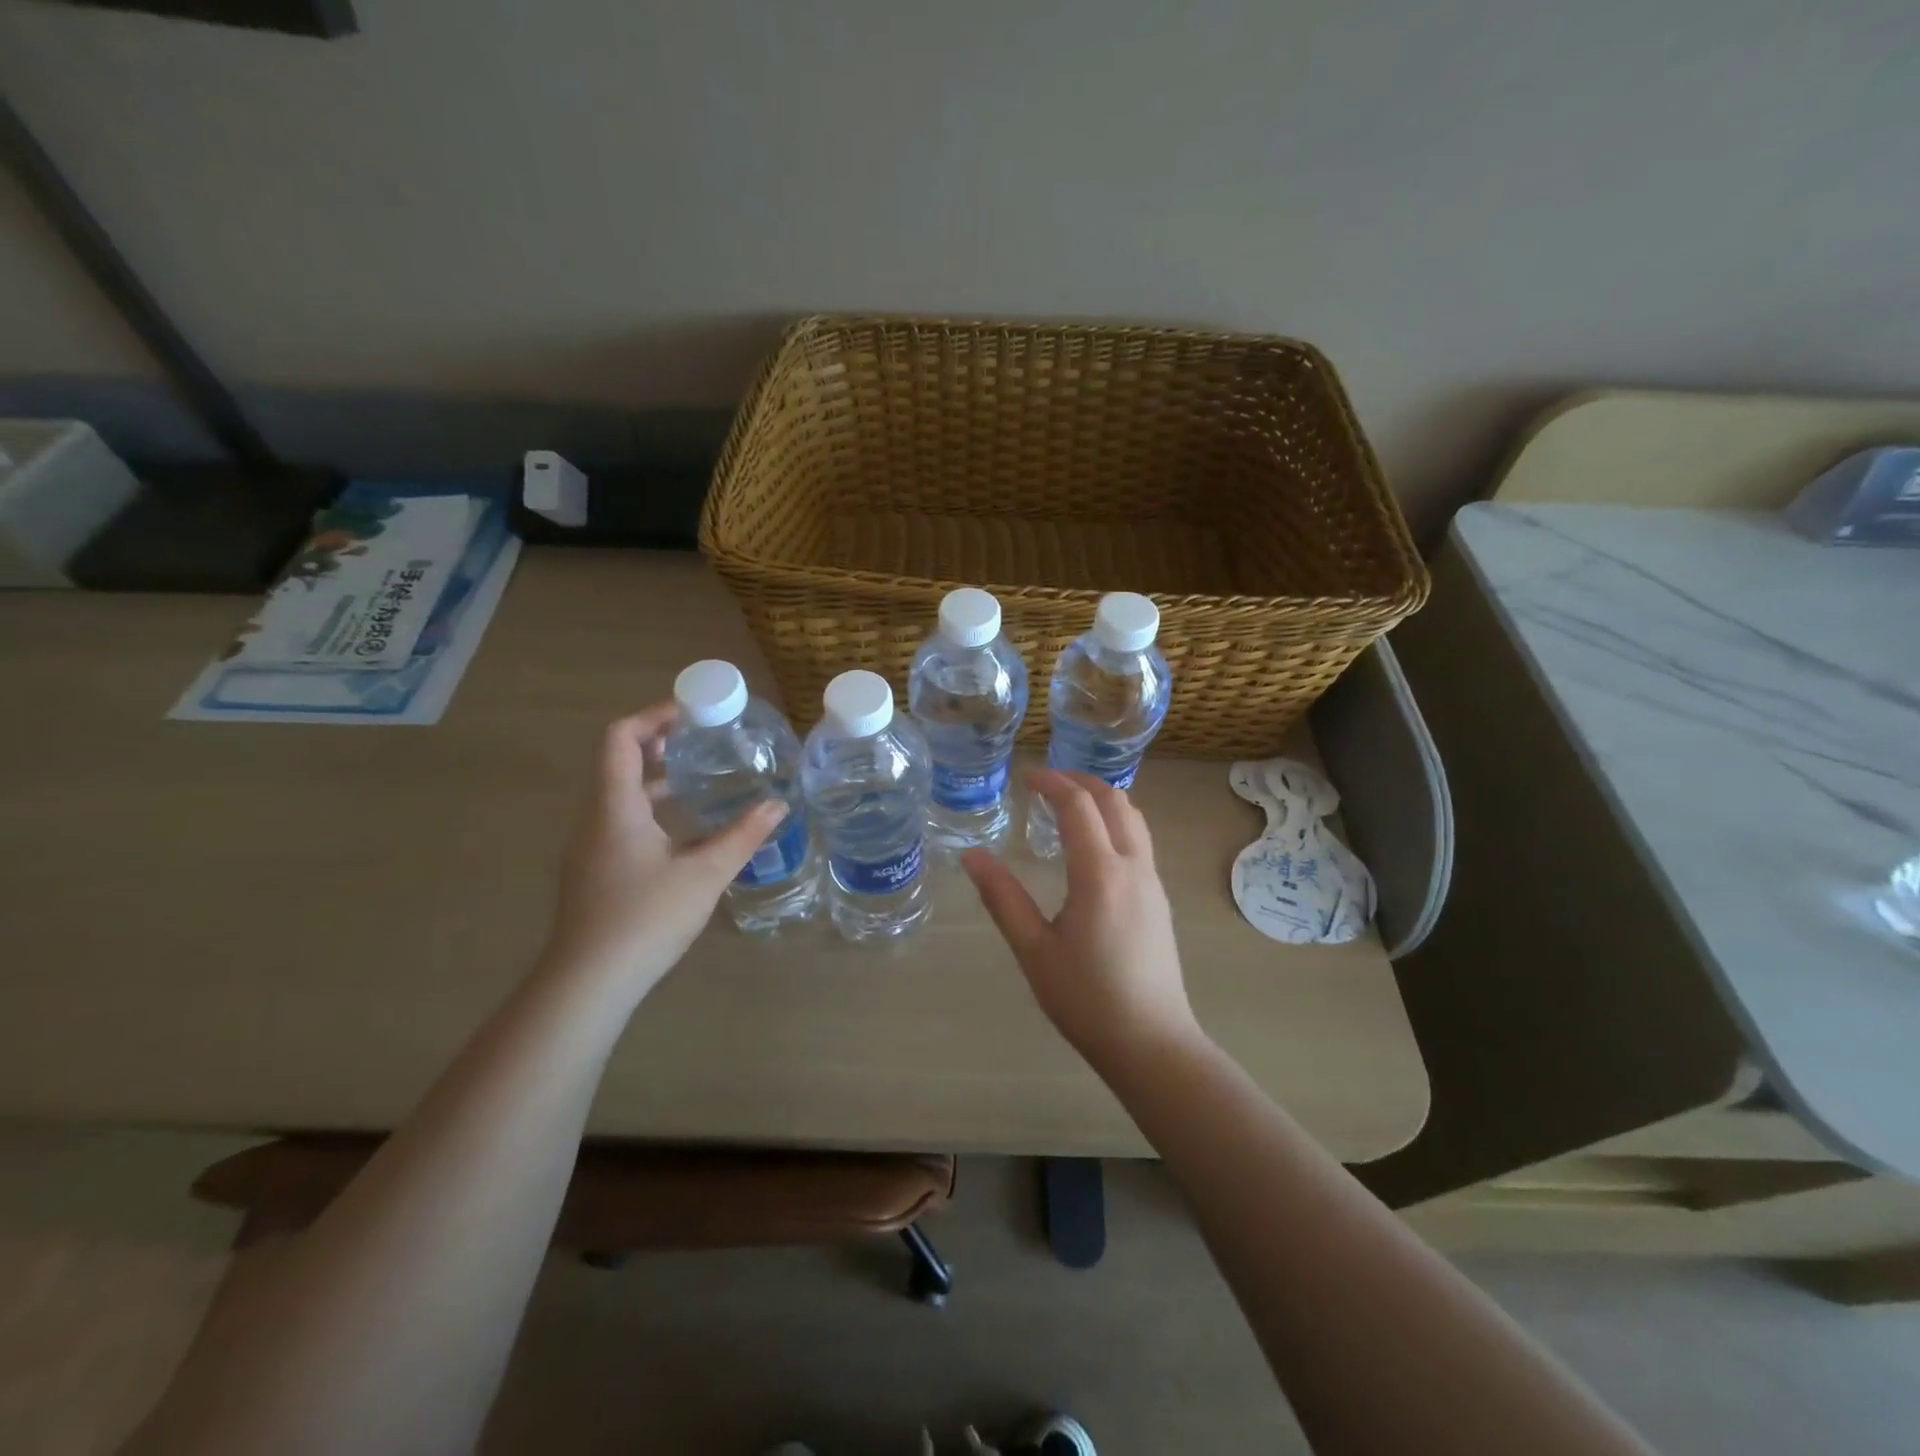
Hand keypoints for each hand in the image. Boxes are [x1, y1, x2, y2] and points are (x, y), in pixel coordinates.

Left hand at [543, 704, 786, 991]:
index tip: (691, 712)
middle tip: (703, 738)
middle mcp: (595, 818)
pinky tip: (684, 829)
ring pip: (619, 793)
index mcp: (615, 807)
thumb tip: (779, 804)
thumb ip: (743, 835)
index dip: (652, 716)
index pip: (620, 738)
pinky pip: (620, 819)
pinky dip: (650, 806)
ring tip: (698, 775)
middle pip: (618, 761)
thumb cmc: (645, 918)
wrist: (588, 982)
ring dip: (655, 776)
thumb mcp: (705, 874)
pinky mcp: (595, 870)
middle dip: (659, 742)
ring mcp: (591, 846)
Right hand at [962, 769, 1200, 1067]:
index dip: (1052, 782)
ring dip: (1102, 799)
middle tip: (1046, 781)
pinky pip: (1139, 841)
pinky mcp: (1159, 900)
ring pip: (1133, 818)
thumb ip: (1002, 898)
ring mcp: (1152, 882)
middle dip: (1081, 780)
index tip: (1025, 775)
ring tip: (1068, 805)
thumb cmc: (1086, 999)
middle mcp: (1133, 867)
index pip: (1079, 805)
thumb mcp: (1033, 950)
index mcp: (1100, 873)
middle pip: (1114, 800)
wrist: (1152, 1043)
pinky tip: (1091, 846)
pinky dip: (1114, 823)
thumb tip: (971, 856)